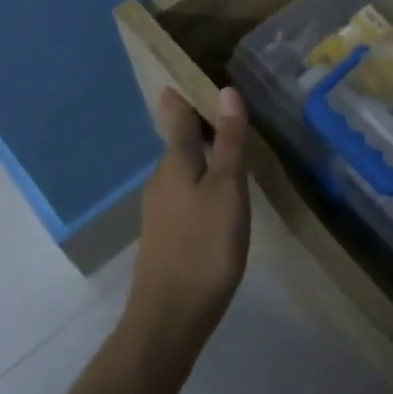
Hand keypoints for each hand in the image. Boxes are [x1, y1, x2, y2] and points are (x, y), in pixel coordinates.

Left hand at [122, 88, 249, 366]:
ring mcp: (160, 208)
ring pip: (182, 166)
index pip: (178, 114)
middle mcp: (161, 178)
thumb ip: (228, 141)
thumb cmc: (204, 247)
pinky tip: (220, 191)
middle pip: (179, 139)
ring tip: (233, 143)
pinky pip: (184, 189)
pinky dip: (202, 178)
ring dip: (204, 151)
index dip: (189, 93)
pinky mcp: (165, 233)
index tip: (205, 74)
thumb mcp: (227, 189)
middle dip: (201, 121)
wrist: (168, 319)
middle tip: (232, 106)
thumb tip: (226, 90)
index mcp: (175, 162)